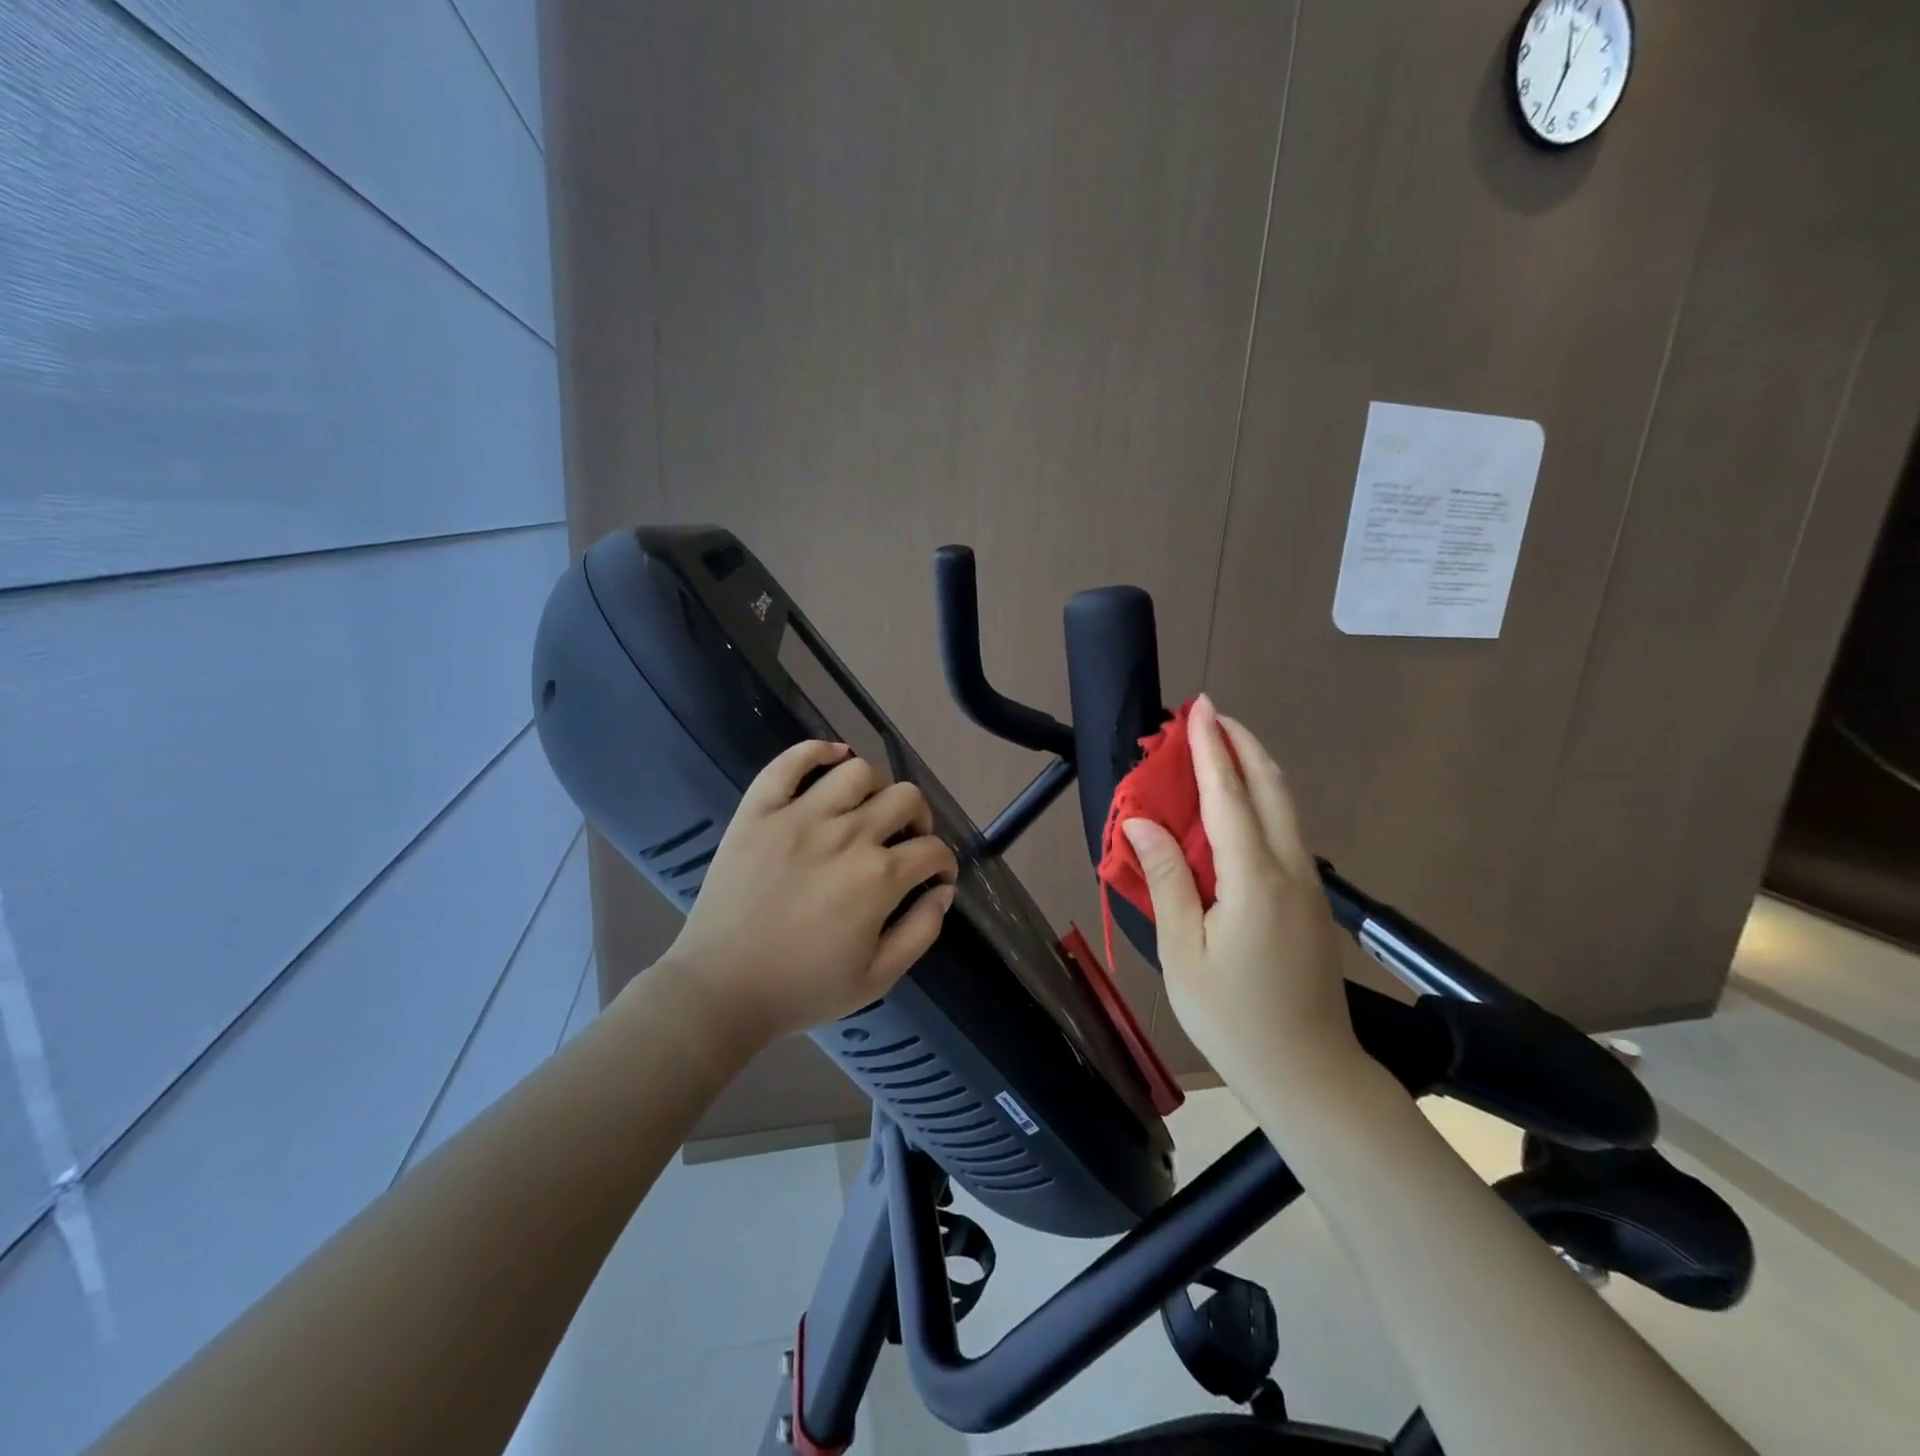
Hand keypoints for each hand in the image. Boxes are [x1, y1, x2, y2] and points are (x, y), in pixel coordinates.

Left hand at [652, 741, 958, 1051]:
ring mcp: (799, 817)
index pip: (932, 850)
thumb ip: (921, 932)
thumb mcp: (877, 979)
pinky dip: (817, 750)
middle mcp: (846, 835)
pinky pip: (790, 762)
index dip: (943, 862)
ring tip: (868, 809)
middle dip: (919, 819)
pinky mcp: (759, 811)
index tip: (935, 875)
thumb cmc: (801, 990)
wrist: (720, 990)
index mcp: (878, 879)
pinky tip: (833, 758)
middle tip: (907, 841)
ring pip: (857, 771)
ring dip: (877, 787)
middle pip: (905, 799)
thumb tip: (943, 891)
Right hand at [1122, 697, 1363, 1094]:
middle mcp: (1289, 870)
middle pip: (1271, 789)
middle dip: (1242, 744)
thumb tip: (1142, 822)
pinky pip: (1286, 833)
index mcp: (1253, 880)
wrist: (1310, 1075)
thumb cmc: (1233, 1018)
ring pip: (1285, 809)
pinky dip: (1262, 802)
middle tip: (1211, 716)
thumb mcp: (1183, 952)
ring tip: (1221, 748)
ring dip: (1254, 769)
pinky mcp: (1310, 903)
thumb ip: (1165, 879)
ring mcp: (1307, 887)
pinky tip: (1238, 807)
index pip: (1229, 795)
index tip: (1200, 708)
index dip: (1211, 748)